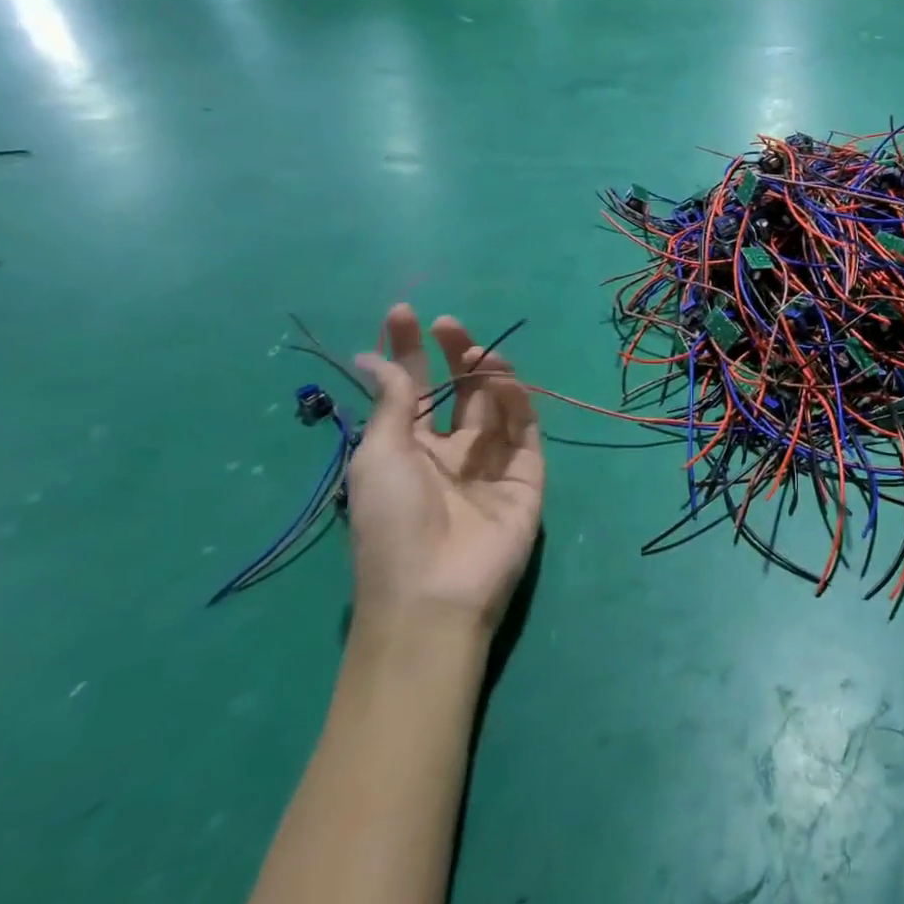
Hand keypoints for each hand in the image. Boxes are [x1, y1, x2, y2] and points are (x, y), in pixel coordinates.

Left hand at [347, 304, 543, 636]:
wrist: (436, 590)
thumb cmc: (392, 524)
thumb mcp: (379, 456)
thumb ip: (393, 402)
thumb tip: (377, 357)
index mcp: (408, 450)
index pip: (411, 389)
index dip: (407, 351)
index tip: (404, 313)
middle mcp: (450, 450)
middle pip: (456, 390)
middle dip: (451, 353)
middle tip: (447, 323)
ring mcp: (491, 461)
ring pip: (494, 403)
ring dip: (485, 372)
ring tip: (475, 352)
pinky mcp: (527, 472)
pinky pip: (523, 427)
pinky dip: (515, 399)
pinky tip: (500, 380)